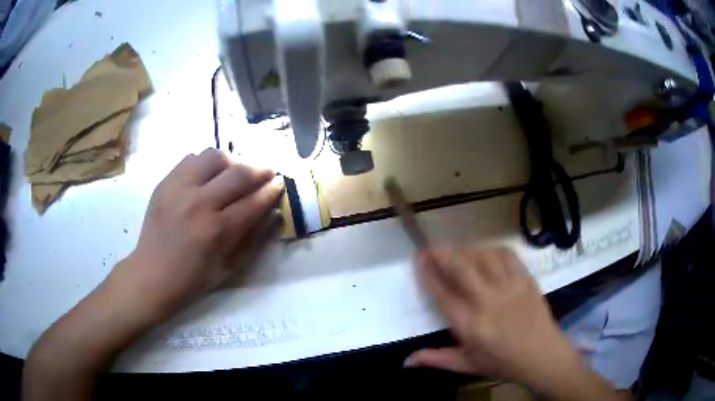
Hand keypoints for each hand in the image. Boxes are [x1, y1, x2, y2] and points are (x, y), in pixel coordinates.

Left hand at [111, 148, 283, 319]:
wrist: (151, 275)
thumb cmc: (192, 280)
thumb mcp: (228, 268)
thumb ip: (253, 240)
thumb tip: (271, 213)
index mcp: (216, 230)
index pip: (252, 202)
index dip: (271, 190)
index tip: (280, 182)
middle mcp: (198, 203)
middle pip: (237, 173)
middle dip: (259, 170)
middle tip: (267, 172)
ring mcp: (179, 188)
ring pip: (213, 157)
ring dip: (231, 163)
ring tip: (234, 173)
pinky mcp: (165, 182)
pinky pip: (191, 159)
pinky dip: (206, 163)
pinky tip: (208, 176)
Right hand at [404, 247, 576, 386]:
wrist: (542, 355)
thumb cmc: (502, 362)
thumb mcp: (467, 365)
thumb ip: (436, 359)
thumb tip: (406, 361)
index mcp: (471, 325)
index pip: (443, 294)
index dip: (428, 274)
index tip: (419, 260)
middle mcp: (488, 302)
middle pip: (461, 268)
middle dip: (442, 254)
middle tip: (431, 248)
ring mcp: (510, 287)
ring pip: (483, 257)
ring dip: (465, 250)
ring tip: (455, 251)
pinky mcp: (526, 279)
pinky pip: (507, 255)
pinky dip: (491, 250)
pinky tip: (484, 253)